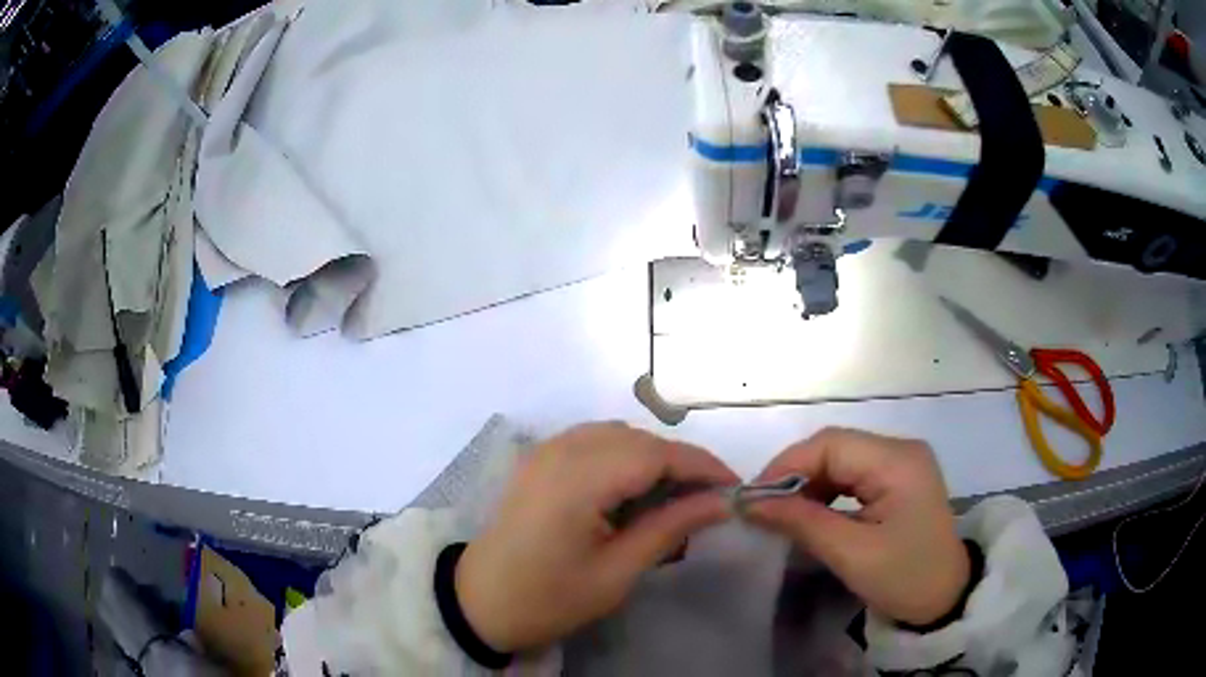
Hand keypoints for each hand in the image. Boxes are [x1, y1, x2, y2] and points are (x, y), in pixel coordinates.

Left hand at [456, 422, 737, 651]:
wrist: (481, 601)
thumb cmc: (549, 597)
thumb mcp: (616, 573)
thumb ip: (670, 528)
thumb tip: (722, 502)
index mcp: (578, 481)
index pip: (656, 454)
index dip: (702, 465)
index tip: (735, 487)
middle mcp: (561, 451)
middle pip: (639, 438)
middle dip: (680, 463)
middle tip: (708, 499)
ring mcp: (546, 450)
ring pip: (618, 434)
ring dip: (653, 457)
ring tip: (676, 496)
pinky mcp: (539, 458)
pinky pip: (594, 441)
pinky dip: (624, 456)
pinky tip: (634, 489)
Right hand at [744, 428, 968, 625]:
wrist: (945, 600)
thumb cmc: (904, 579)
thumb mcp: (852, 554)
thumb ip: (802, 522)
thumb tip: (751, 503)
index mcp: (898, 461)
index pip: (831, 444)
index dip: (788, 465)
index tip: (754, 499)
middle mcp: (901, 450)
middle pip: (835, 447)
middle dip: (795, 474)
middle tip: (763, 509)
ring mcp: (901, 463)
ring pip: (841, 459)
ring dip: (809, 483)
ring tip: (783, 514)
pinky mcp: (897, 480)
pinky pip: (852, 474)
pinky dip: (826, 491)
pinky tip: (811, 513)